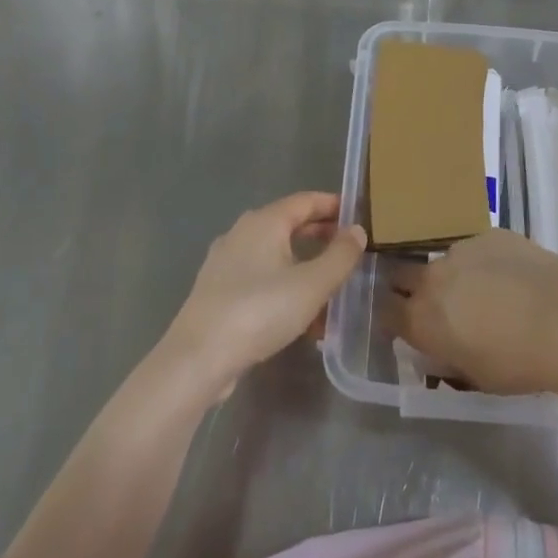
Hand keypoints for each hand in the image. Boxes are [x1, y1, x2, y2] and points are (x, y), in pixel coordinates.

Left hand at [161, 192, 366, 401]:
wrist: (198, 357)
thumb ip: (340, 256)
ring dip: (304, 265)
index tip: (358, 215)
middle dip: (320, 236)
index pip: (305, 201)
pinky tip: (300, 315)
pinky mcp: (218, 290)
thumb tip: (357, 230)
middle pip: (289, 225)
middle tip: (349, 250)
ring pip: (275, 255)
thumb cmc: (260, 311)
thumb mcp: (312, 284)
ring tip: (330, 288)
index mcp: (264, 222)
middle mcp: (242, 233)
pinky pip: (260, 278)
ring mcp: (225, 262)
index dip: (333, 205)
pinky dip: (284, 285)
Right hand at [387, 229, 557, 396]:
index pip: (385, 312)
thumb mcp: (474, 376)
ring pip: (443, 260)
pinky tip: (511, 276)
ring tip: (483, 290)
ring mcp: (460, 250)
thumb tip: (441, 347)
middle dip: (410, 287)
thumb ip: (447, 357)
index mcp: (420, 318)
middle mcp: (431, 278)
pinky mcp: (489, 234)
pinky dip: (485, 262)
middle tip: (437, 303)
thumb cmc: (518, 362)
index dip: (393, 318)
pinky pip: (476, 248)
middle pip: (402, 274)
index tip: (404, 324)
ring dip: (452, 274)